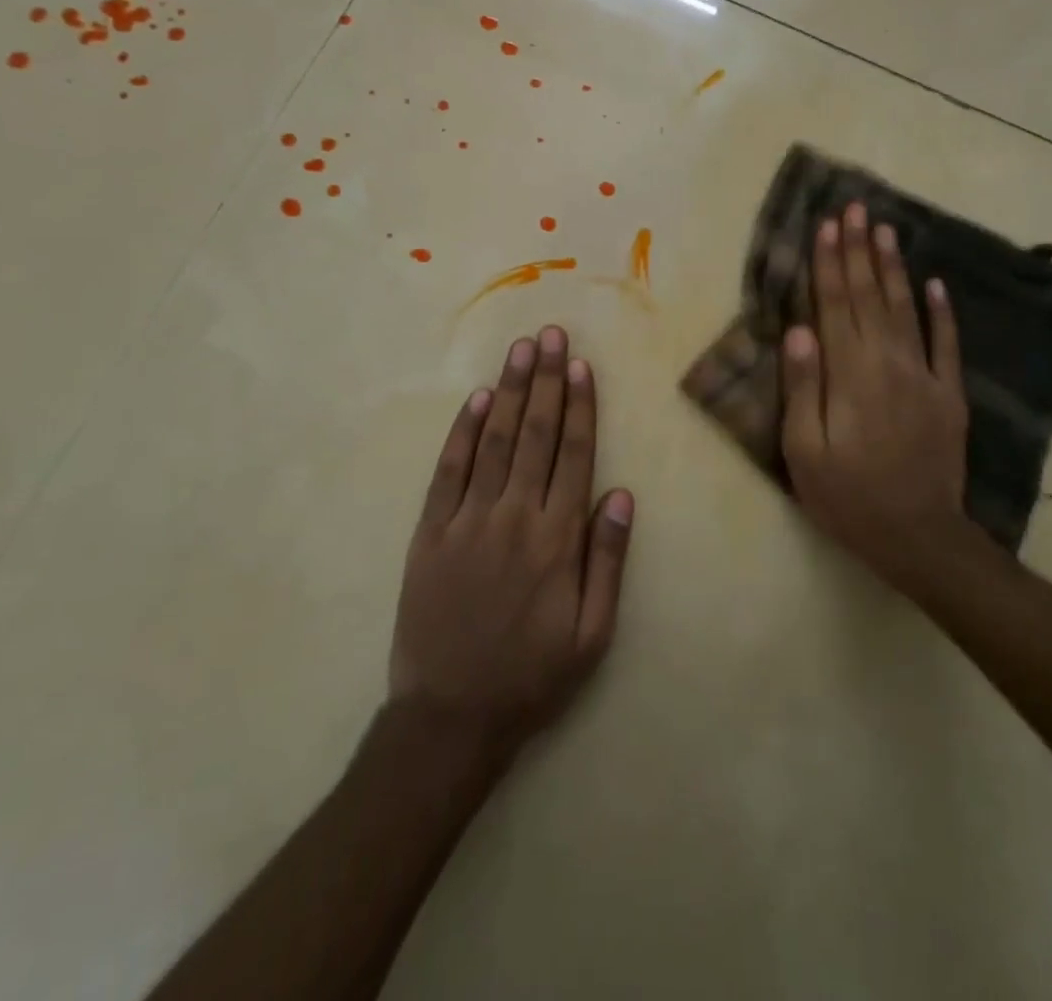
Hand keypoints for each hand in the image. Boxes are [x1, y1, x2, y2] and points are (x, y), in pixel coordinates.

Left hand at [389, 326, 634, 757]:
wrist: (449, 716)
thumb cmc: (532, 676)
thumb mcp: (592, 634)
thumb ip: (607, 561)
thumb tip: (621, 495)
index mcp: (557, 539)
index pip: (573, 455)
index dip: (580, 406)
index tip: (581, 365)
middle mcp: (514, 517)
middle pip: (536, 435)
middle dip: (546, 381)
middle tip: (551, 335)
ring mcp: (467, 521)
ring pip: (495, 441)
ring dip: (511, 392)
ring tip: (522, 350)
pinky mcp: (430, 533)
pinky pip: (449, 471)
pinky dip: (465, 432)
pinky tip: (478, 399)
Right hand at [781, 202, 969, 593]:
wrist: (919, 537)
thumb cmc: (848, 497)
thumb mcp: (805, 451)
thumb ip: (803, 388)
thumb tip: (799, 330)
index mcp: (849, 375)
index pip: (834, 305)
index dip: (829, 262)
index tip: (827, 224)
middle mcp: (887, 363)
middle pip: (868, 296)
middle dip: (859, 250)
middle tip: (857, 208)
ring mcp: (924, 376)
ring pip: (905, 308)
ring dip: (893, 267)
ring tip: (887, 229)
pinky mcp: (948, 394)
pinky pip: (946, 343)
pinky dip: (941, 310)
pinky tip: (935, 282)